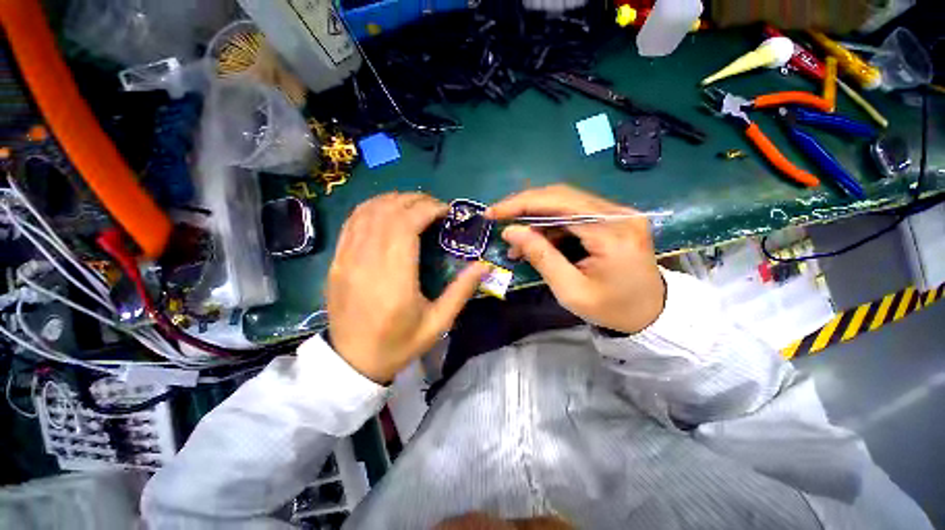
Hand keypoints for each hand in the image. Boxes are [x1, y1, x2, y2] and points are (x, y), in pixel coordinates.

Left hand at [326, 193, 488, 382]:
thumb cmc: (399, 344)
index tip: (445, 211)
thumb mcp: (438, 323)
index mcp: (394, 278)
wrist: (352, 362)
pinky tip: (387, 212)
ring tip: (414, 205)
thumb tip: (484, 265)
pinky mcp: (337, 261)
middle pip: (387, 212)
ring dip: (393, 201)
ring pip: (367, 212)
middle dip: (414, 200)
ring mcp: (347, 259)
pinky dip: (372, 208)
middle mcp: (367, 261)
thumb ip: (461, 291)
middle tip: (434, 206)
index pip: (406, 224)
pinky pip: (352, 223)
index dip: (427, 209)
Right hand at [487, 185, 664, 333]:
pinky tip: (536, 242)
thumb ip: (541, 257)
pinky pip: (574, 213)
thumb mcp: (570, 290)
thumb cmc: (611, 309)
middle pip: (561, 195)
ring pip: (565, 202)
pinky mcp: (614, 218)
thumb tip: (511, 231)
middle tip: (499, 219)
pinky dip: (550, 225)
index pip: (559, 203)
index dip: (521, 204)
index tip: (493, 212)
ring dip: (536, 219)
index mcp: (612, 234)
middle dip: (525, 206)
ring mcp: (618, 213)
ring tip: (516, 243)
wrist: (651, 313)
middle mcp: (618, 214)